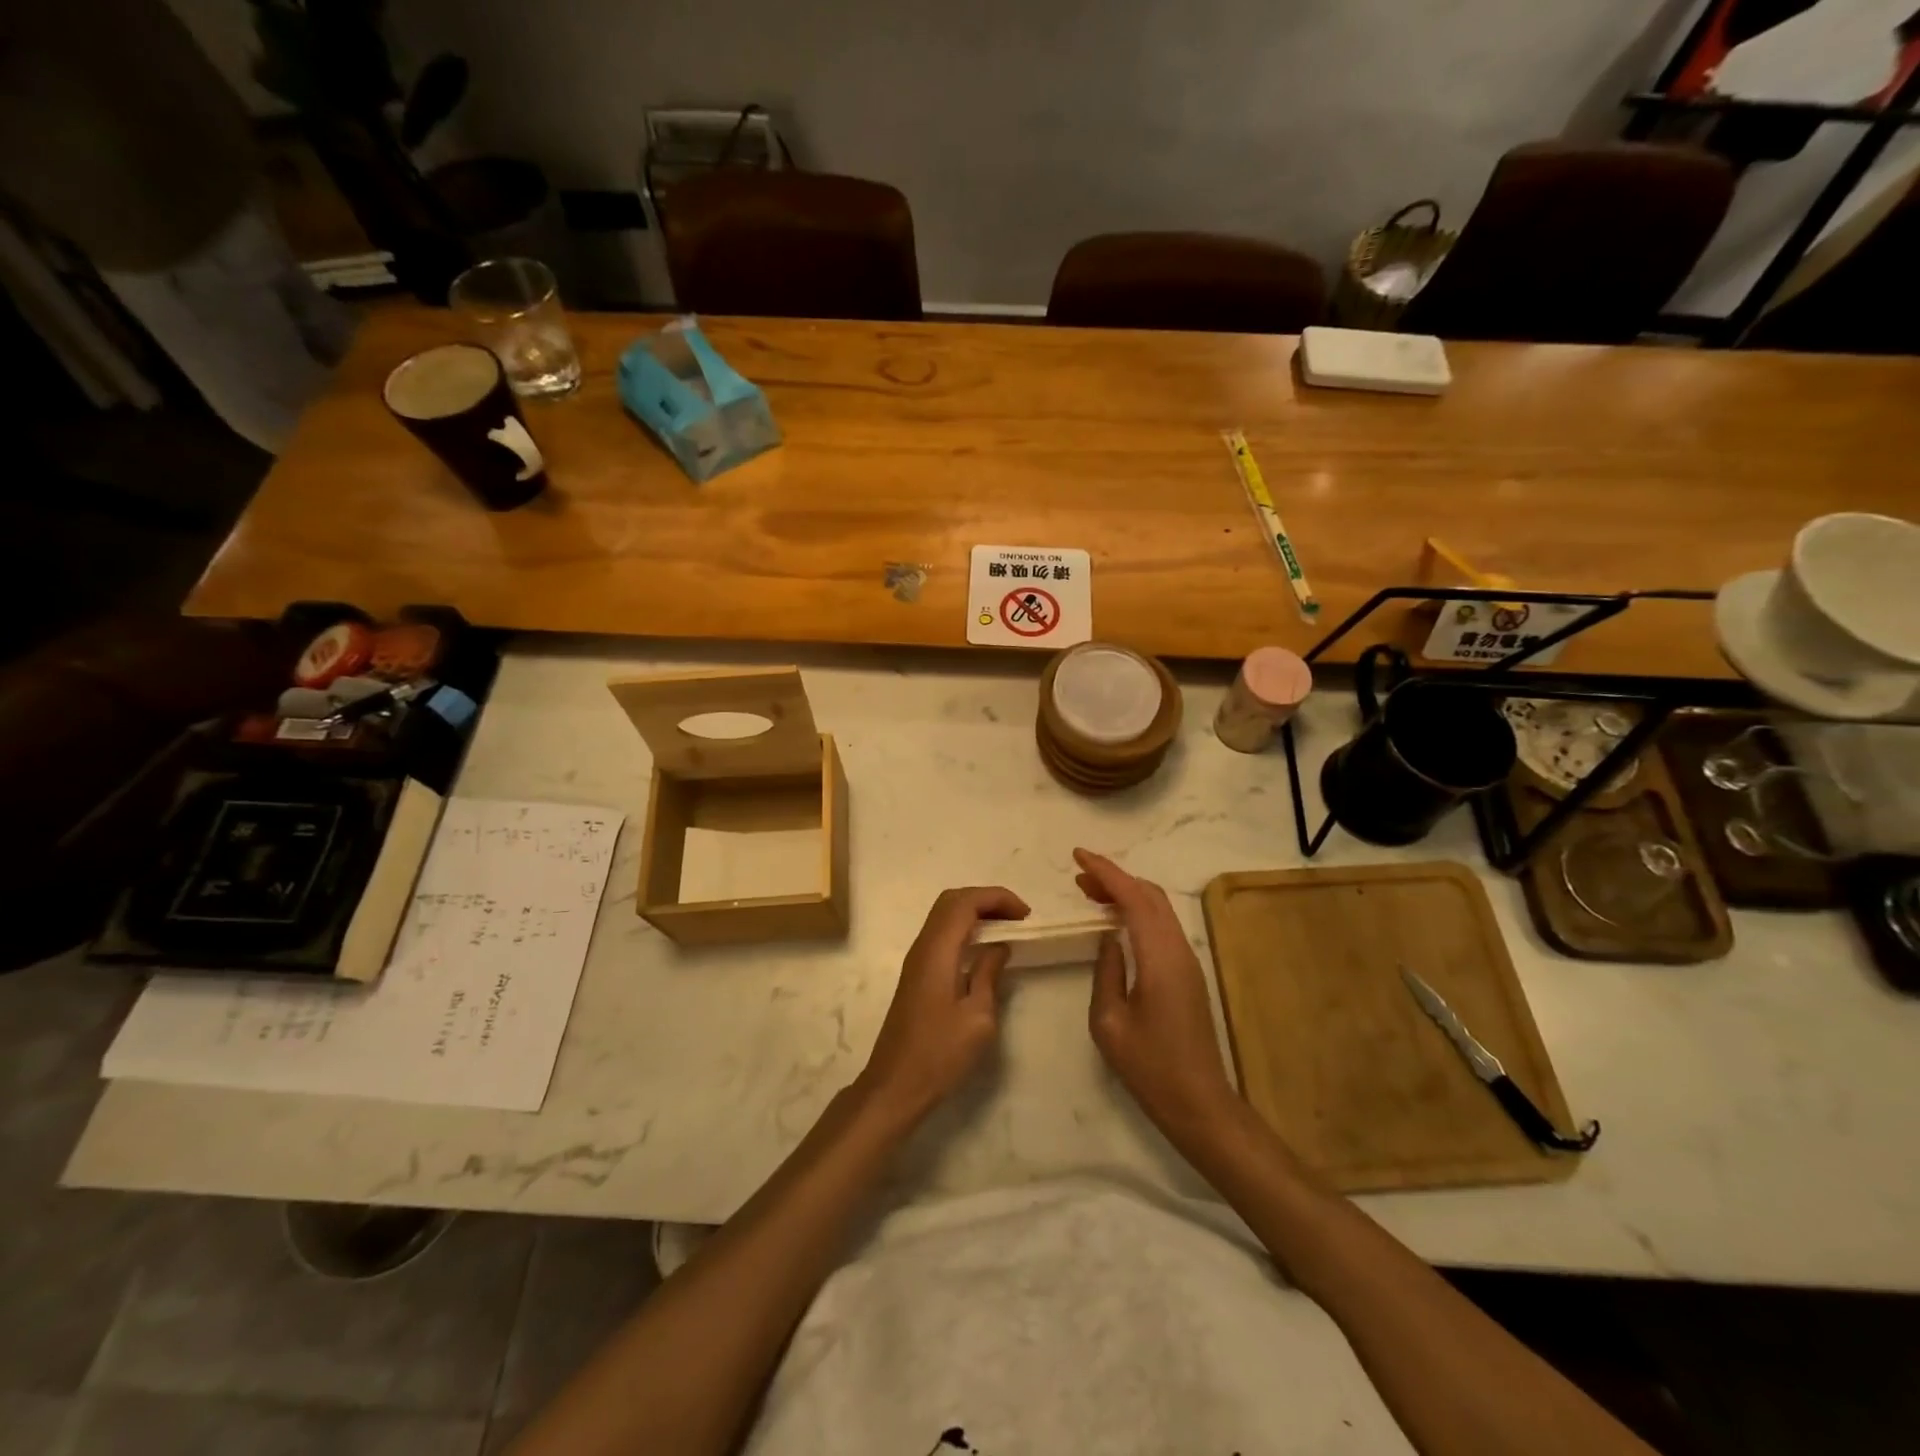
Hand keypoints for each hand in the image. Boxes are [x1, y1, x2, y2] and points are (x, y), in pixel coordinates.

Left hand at [855, 887, 1029, 1124]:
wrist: (895, 1085)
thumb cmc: (939, 1054)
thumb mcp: (978, 1017)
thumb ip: (988, 973)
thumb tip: (999, 946)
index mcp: (937, 951)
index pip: (964, 902)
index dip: (997, 898)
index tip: (1026, 915)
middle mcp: (923, 946)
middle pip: (951, 901)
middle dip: (986, 900)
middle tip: (1018, 918)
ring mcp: (916, 960)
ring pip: (944, 916)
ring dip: (975, 913)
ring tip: (1008, 929)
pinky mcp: (916, 974)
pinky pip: (941, 935)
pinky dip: (965, 929)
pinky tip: (984, 949)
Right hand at [1074, 849, 1238, 1144]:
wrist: (1199, 1103)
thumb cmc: (1150, 1067)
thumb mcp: (1109, 1022)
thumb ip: (1106, 971)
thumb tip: (1108, 939)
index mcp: (1160, 957)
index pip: (1133, 897)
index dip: (1105, 871)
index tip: (1077, 857)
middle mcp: (1179, 949)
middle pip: (1150, 895)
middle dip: (1115, 878)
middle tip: (1079, 878)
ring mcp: (1187, 960)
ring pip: (1158, 909)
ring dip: (1127, 894)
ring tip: (1091, 894)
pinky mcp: (1188, 973)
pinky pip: (1161, 927)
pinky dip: (1137, 913)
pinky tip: (1115, 923)